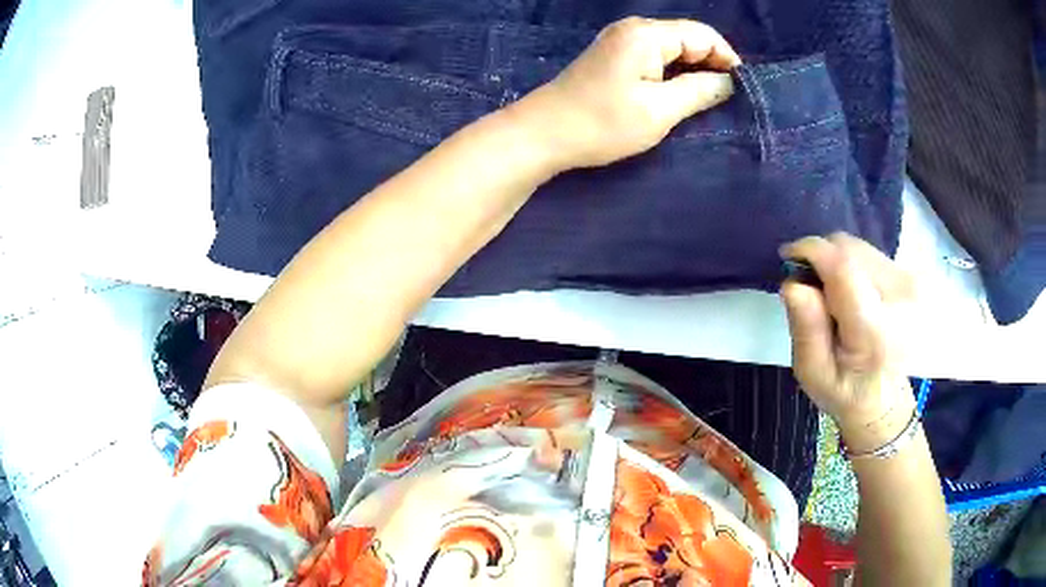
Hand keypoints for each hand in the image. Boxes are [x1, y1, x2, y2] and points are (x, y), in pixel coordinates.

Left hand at [513, 17, 739, 170]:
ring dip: (692, 71)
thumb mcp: (660, 110)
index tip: (741, 89)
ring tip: (707, 100)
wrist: (544, 133)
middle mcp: (634, 29)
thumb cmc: (603, 123)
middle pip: (687, 38)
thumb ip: (700, 91)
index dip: (727, 58)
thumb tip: (728, 82)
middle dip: (711, 65)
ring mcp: (620, 41)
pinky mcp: (612, 56)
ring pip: (671, 49)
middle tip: (726, 99)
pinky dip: (672, 73)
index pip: (702, 35)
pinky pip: (654, 57)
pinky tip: (679, 94)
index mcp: (647, 34)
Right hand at [780, 233, 918, 452]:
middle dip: (822, 258)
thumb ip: (806, 329)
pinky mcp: (908, 275)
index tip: (789, 259)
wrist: (884, 399)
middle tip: (810, 288)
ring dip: (837, 261)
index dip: (811, 251)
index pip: (843, 266)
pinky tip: (851, 293)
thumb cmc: (845, 391)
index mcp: (874, 329)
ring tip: (831, 294)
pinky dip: (852, 264)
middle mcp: (898, 297)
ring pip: (858, 247)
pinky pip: (869, 253)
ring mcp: (908, 283)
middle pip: (850, 249)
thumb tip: (793, 283)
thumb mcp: (813, 373)